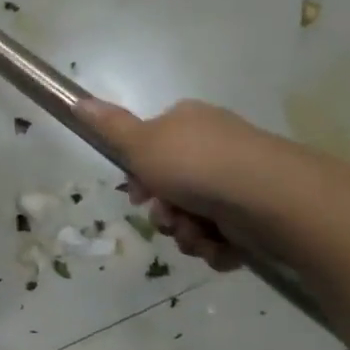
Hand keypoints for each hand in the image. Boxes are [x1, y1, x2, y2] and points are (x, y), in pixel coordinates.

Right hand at [77, 98, 297, 272]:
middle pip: (170, 187)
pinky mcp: (260, 214)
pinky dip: (217, 246)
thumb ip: (109, 127)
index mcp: (188, 123)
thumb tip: (77, 101)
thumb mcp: (140, 143)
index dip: (139, 175)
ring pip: (194, 216)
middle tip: (167, 218)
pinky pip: (224, 236)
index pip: (151, 147)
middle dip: (164, 211)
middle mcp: (214, 147)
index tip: (137, 194)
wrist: (272, 198)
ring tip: (198, 236)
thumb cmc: (196, 165)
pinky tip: (220, 247)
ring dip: (187, 233)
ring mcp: (239, 181)